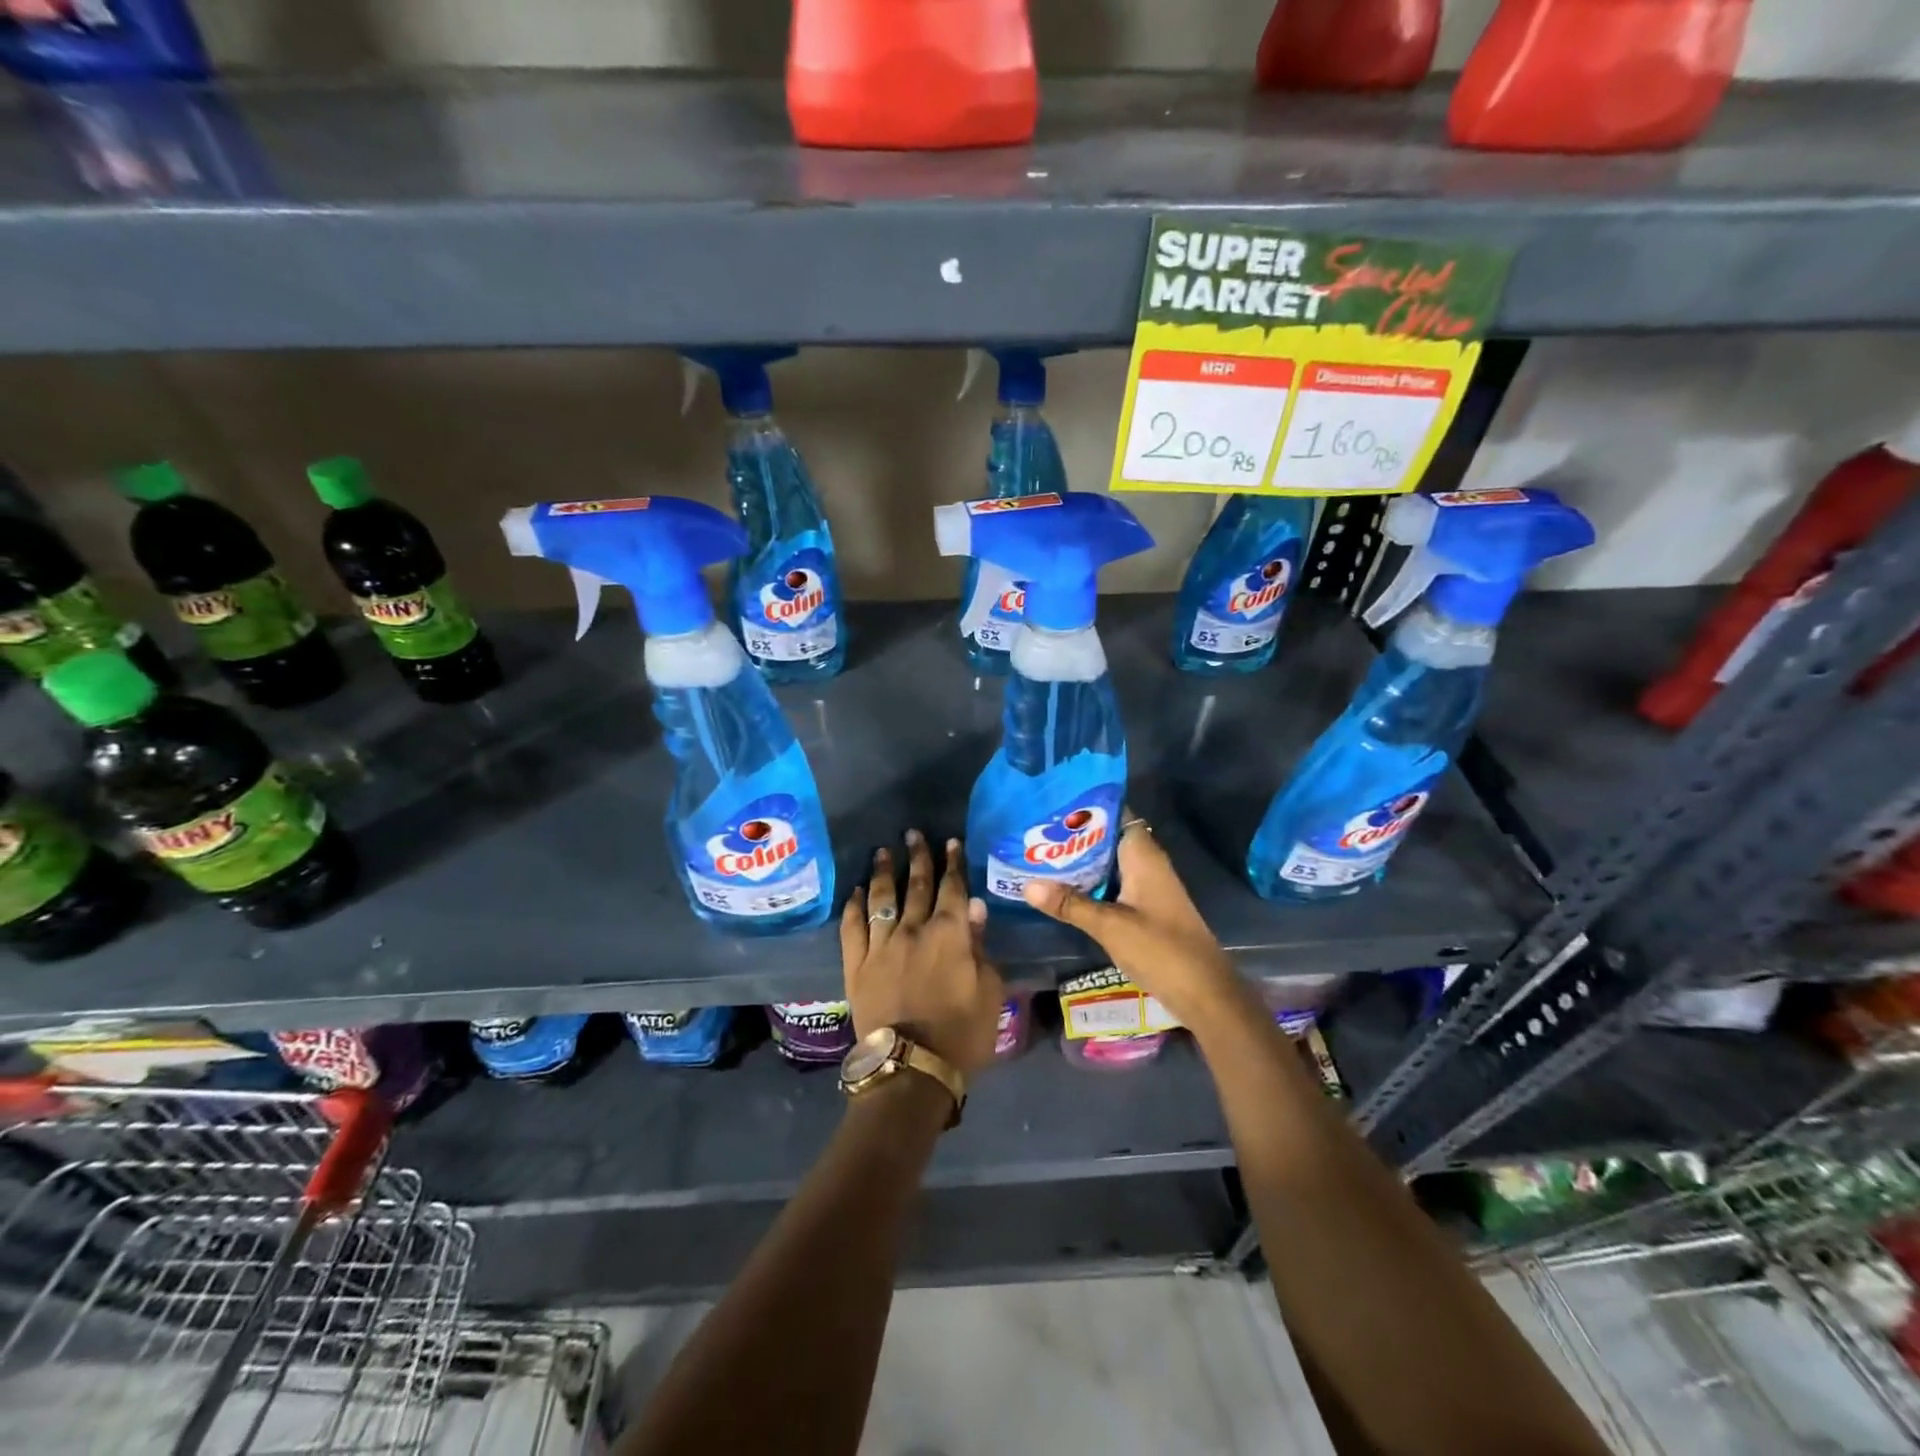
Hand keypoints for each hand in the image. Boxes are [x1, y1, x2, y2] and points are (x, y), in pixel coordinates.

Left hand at [841, 830, 1006, 1075]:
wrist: (911, 1068)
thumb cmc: (961, 1033)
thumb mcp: (989, 991)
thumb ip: (980, 946)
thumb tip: (974, 908)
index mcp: (950, 934)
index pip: (953, 888)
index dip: (953, 863)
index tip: (951, 842)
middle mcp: (913, 930)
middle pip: (917, 885)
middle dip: (918, 857)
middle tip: (914, 833)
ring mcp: (880, 945)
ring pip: (881, 899)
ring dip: (884, 872)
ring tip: (883, 851)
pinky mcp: (856, 965)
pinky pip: (852, 927)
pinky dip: (854, 906)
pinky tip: (856, 892)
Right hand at [1022, 814, 1240, 1030]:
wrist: (1204, 992)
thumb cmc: (1161, 949)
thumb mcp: (1110, 925)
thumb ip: (1070, 904)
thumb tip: (1027, 884)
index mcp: (1143, 855)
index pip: (1115, 814)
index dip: (1086, 808)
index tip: (1052, 805)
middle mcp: (1146, 864)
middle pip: (1107, 839)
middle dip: (1074, 837)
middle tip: (1034, 833)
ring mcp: (1147, 887)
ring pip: (1108, 864)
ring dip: (1079, 863)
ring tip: (1038, 856)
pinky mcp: (1145, 909)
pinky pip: (1112, 885)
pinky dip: (1089, 884)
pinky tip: (1062, 890)